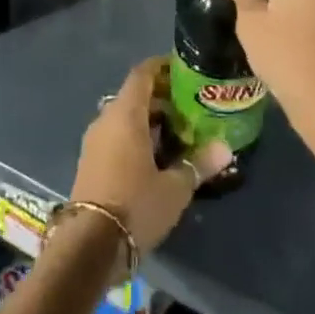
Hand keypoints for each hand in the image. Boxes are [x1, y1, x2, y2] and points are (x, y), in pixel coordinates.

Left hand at [70, 57, 230, 254]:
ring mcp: (94, 142)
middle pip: (134, 96)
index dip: (162, 66)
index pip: (142, 74)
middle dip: (162, 98)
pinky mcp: (90, 163)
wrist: (88, 247)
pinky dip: (136, 137)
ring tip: (180, 133)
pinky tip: (157, 157)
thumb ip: (199, 163)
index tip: (184, 69)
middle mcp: (106, 121)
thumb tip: (226, 148)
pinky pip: (116, 137)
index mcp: (125, 115)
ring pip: (124, 119)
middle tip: (191, 107)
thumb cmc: (135, 206)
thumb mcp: (175, 187)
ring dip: (149, 120)